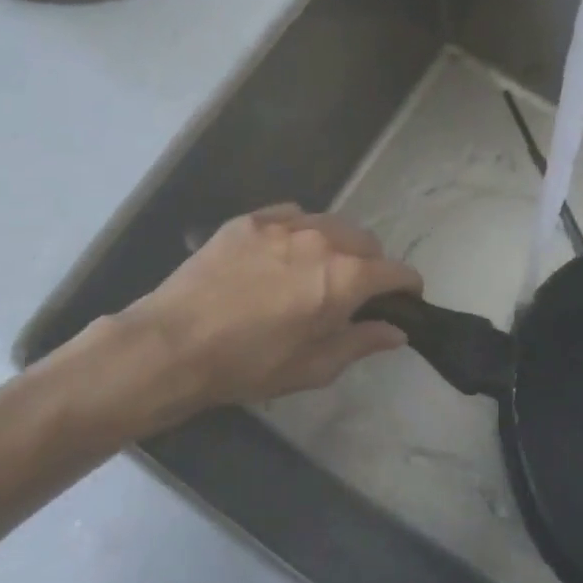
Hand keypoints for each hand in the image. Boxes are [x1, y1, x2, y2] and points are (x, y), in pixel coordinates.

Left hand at [49, 206, 420, 444]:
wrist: (174, 344)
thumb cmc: (250, 365)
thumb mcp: (314, 367)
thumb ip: (362, 342)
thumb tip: (397, 331)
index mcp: (345, 278)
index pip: (397, 271)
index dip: (408, 288)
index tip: (405, 301)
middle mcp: (322, 240)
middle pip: (368, 242)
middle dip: (373, 265)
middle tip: (357, 293)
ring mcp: (283, 224)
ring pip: (332, 224)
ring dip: (340, 245)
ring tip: (321, 270)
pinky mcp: (250, 220)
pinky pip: (293, 215)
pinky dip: (303, 231)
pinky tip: (287, 253)